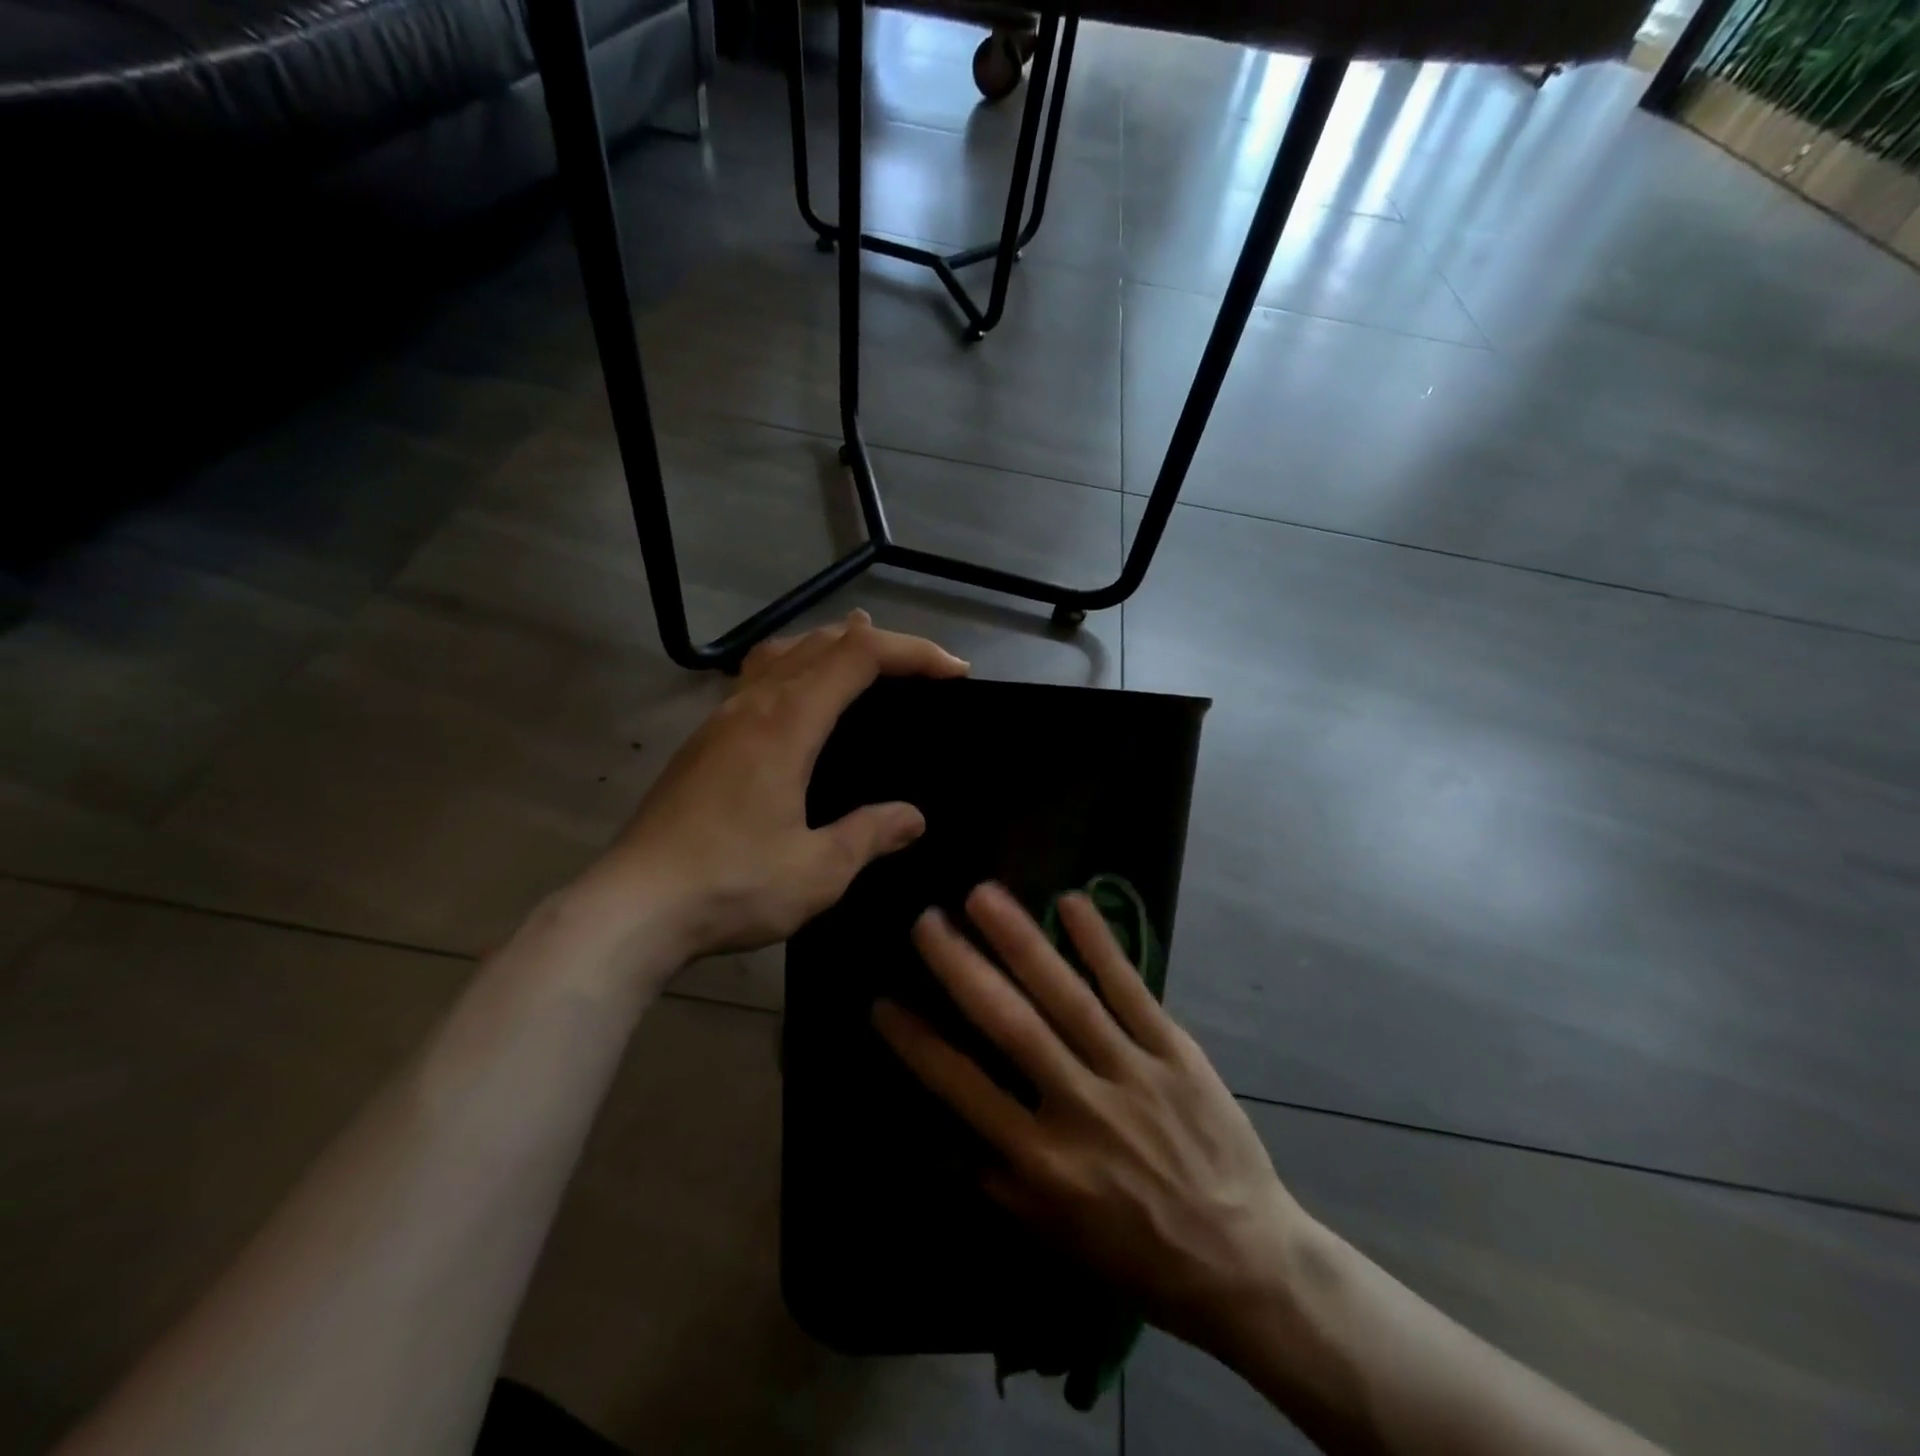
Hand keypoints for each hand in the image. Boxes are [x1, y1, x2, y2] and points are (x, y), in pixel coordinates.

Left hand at [579, 612, 968, 960]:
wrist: (632, 908)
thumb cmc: (731, 886)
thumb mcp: (818, 870)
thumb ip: (869, 835)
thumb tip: (913, 817)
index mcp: (786, 723)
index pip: (858, 656)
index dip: (912, 652)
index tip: (954, 673)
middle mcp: (752, 705)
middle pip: (821, 641)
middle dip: (880, 643)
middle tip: (922, 667)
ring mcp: (720, 720)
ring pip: (783, 652)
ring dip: (831, 645)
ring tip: (864, 658)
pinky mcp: (702, 743)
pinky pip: (758, 678)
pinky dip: (796, 668)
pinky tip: (800, 702)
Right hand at [874, 883, 1304, 1351]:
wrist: (1244, 1261)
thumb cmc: (1138, 1253)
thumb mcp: (1055, 1235)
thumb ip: (996, 1179)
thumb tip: (941, 1130)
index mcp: (1044, 1161)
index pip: (965, 1091)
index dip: (919, 1044)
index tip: (883, 1001)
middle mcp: (1080, 1107)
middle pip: (1012, 1027)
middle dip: (964, 969)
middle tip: (926, 921)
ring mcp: (1131, 1071)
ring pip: (1068, 996)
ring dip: (1022, 941)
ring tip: (984, 895)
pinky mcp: (1175, 1051)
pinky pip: (1131, 989)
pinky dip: (1099, 944)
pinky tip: (1071, 901)